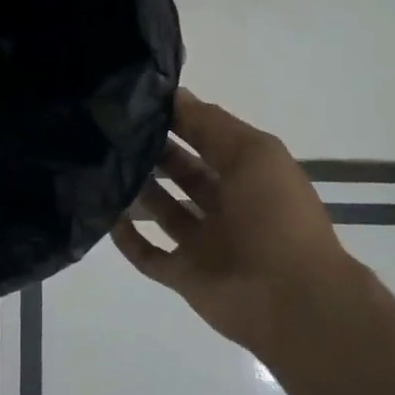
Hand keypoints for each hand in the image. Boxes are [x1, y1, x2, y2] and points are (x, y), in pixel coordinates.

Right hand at [112, 88, 361, 356]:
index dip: (178, 119)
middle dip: (153, 151)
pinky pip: (147, 254)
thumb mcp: (252, 152)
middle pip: (182, 172)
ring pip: (163, 209)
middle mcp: (225, 206)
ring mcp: (203, 242)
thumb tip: (173, 94)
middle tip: (112, 131)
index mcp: (248, 175)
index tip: (137, 101)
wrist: (291, 300)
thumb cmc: (275, 216)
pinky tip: (105, 214)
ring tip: (103, 165)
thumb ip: (209, 123)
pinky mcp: (183, 275)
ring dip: (137, 189)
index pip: (206, 139)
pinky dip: (126, 237)